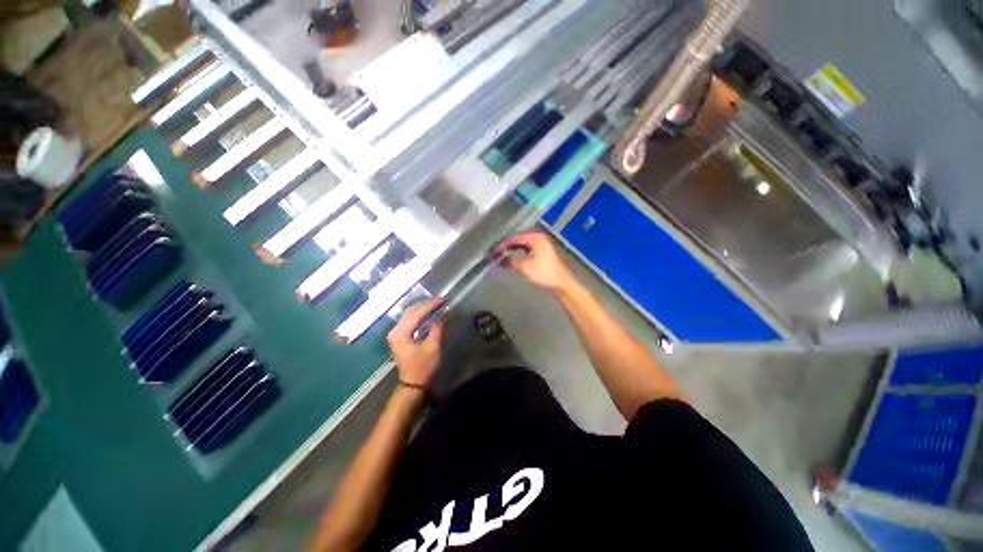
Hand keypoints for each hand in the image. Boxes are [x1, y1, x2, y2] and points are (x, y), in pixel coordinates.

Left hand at [387, 297, 445, 388]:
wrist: (413, 384)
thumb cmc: (423, 367)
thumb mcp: (432, 347)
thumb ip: (437, 328)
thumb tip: (443, 314)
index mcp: (400, 333)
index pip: (416, 313)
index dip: (430, 305)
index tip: (443, 299)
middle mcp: (395, 330)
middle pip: (411, 311)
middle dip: (426, 304)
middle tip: (441, 299)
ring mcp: (396, 333)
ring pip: (410, 315)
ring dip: (423, 308)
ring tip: (437, 304)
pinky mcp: (400, 337)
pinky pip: (410, 321)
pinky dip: (420, 315)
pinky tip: (429, 313)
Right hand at [494, 232, 575, 292]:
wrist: (561, 282)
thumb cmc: (544, 272)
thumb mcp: (525, 266)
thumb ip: (510, 261)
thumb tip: (498, 259)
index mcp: (535, 238)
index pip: (514, 238)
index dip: (502, 245)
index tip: (492, 252)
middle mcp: (538, 237)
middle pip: (517, 239)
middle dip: (505, 246)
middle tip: (494, 253)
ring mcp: (540, 244)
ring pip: (520, 244)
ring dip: (510, 250)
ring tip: (500, 256)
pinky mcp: (541, 252)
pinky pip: (525, 249)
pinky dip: (517, 253)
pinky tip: (511, 258)